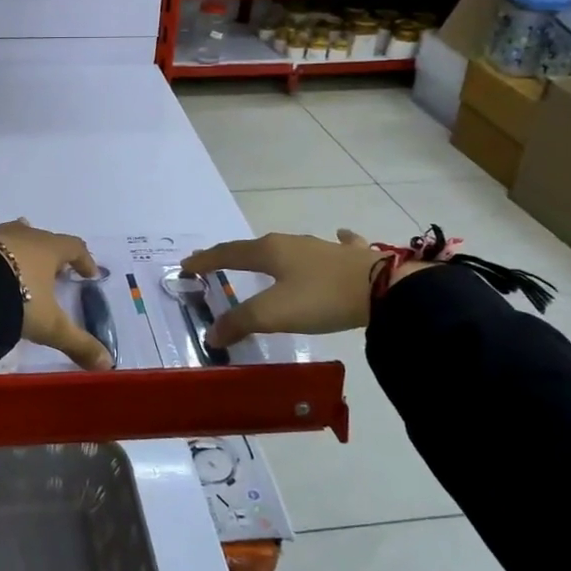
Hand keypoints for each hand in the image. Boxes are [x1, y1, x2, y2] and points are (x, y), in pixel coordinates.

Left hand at [0, 157, 112, 370]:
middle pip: (42, 240)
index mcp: (48, 252)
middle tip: (54, 268)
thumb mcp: (51, 327)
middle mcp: (23, 236)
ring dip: (18, 236)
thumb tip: (109, 366)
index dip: (84, 260)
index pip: (73, 249)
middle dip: (49, 252)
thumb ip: (79, 345)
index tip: (90, 275)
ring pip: (10, 230)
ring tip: (22, 230)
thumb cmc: (16, 302)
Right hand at [181, 231, 433, 347]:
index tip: (185, 266)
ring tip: (261, 258)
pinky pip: (335, 245)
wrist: (384, 289)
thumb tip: (211, 335)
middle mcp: (291, 243)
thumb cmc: (321, 298)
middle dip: (232, 256)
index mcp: (269, 252)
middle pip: (254, 248)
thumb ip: (240, 322)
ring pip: (288, 247)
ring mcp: (322, 247)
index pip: (227, 254)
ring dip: (269, 253)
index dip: (205, 261)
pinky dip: (330, 243)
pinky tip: (340, 236)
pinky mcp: (350, 256)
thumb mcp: (274, 314)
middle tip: (215, 263)